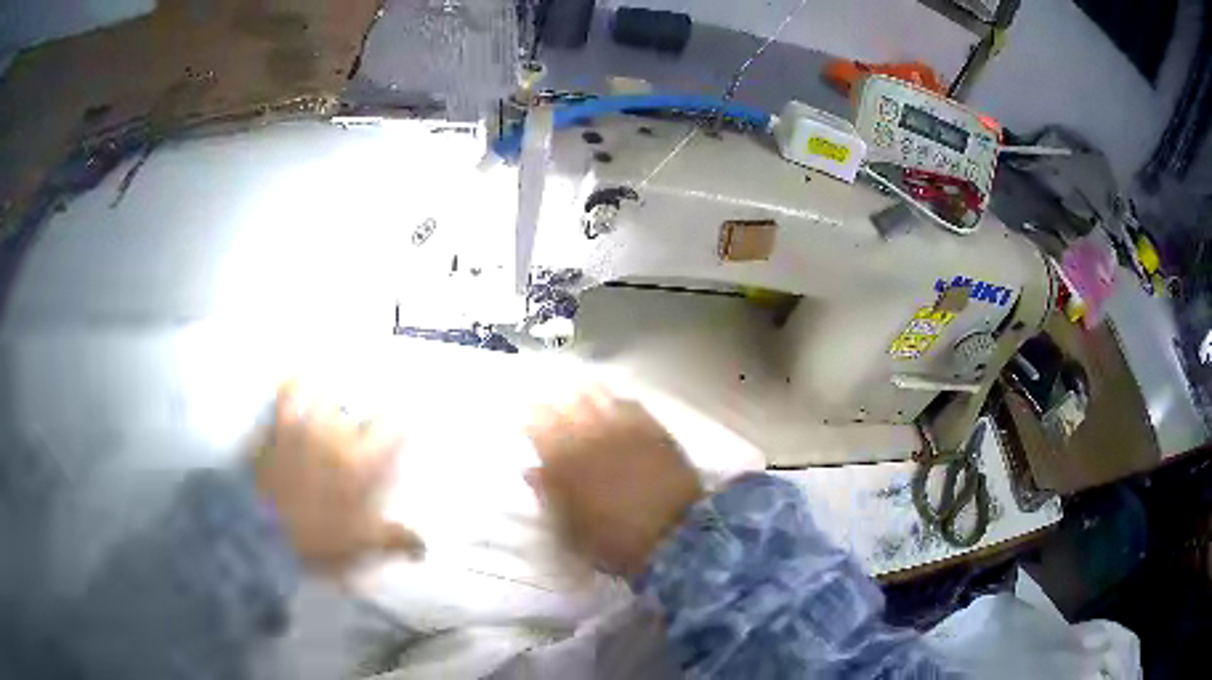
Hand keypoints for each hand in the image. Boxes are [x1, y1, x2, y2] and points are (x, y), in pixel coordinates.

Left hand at [254, 383, 423, 573]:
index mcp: (361, 466)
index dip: (400, 429)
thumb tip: (422, 545)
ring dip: (337, 401)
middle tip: (374, 420)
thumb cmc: (316, 538)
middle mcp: (337, 439)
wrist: (264, 529)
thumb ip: (393, 539)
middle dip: (370, 417)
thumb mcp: (360, 544)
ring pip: (329, 400)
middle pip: (361, 414)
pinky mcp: (279, 427)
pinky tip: (297, 376)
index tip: (404, 428)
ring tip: (341, 400)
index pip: (391, 434)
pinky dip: (293, 384)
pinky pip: (287, 396)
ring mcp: (306, 429)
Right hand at [526, 387, 702, 578]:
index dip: (531, 420)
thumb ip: (547, 495)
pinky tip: (617, 403)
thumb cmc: (613, 540)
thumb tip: (531, 471)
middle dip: (555, 404)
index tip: (526, 421)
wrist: (674, 535)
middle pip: (567, 406)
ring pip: (599, 398)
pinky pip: (632, 405)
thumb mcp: (569, 528)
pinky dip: (619, 402)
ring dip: (585, 395)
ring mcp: (625, 429)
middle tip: (548, 404)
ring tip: (579, 394)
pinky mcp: (655, 430)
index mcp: (564, 460)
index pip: (539, 427)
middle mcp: (591, 436)